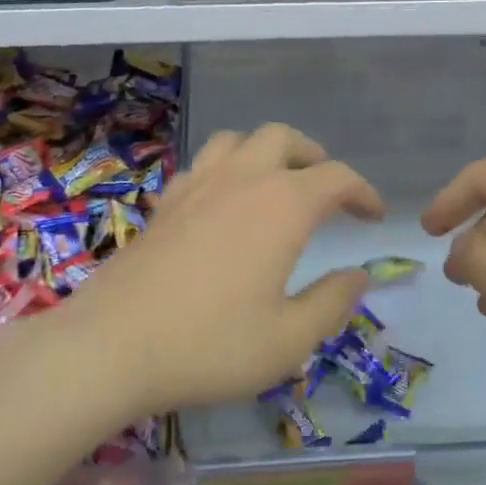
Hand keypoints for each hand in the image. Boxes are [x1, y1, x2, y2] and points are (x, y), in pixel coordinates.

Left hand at [64, 124, 383, 414]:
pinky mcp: (164, 203)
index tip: (373, 216)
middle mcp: (241, 180)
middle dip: (312, 156)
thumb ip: (332, 303)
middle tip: (325, 188)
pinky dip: (224, 170)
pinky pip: (202, 165)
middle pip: (283, 138)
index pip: (337, 178)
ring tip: (275, 183)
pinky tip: (222, 203)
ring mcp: (196, 186)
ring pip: (237, 140)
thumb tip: (358, 276)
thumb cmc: (210, 345)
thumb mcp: (288, 339)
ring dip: (265, 151)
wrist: (112, 346)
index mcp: (282, 206)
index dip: (363, 192)